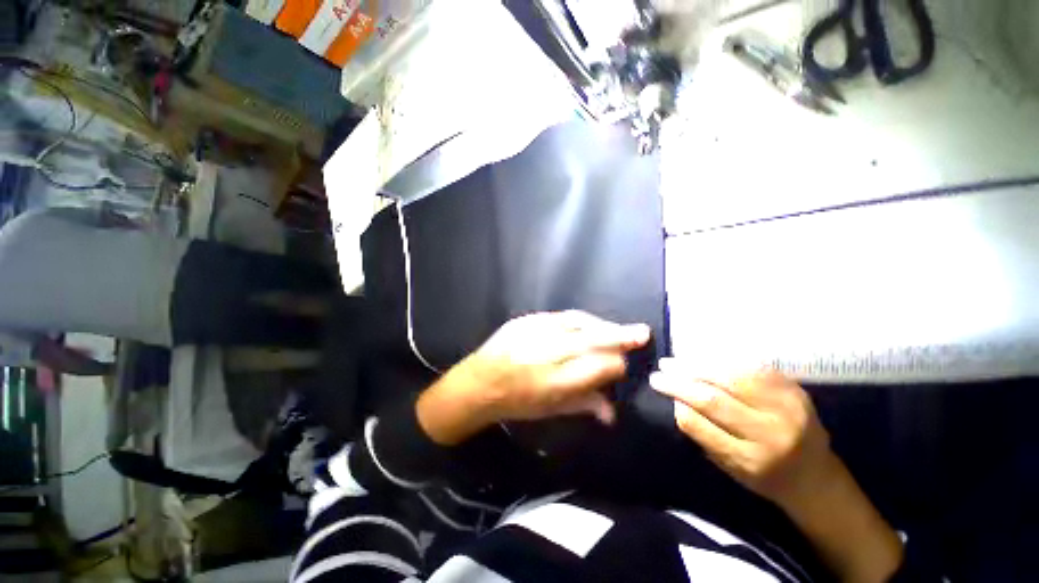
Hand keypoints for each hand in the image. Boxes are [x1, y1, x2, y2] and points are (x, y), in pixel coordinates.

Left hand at [417, 312, 650, 444]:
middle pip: (593, 339)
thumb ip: (584, 405)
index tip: (623, 365)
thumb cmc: (515, 402)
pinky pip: (561, 316)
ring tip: (617, 328)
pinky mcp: (527, 319)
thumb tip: (613, 412)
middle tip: (642, 332)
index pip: (600, 366)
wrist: (478, 383)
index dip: (616, 365)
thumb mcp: (550, 411)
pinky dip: (579, 321)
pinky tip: (587, 324)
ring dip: (602, 325)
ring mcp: (537, 331)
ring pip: (579, 322)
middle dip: (620, 336)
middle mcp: (549, 353)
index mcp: (557, 381)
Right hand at [652, 361, 904, 581]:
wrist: (817, 478)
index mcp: (750, 459)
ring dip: (697, 366)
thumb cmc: (767, 478)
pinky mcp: (795, 390)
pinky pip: (752, 368)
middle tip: (659, 372)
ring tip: (675, 361)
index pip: (701, 425)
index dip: (677, 403)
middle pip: (714, 399)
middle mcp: (770, 433)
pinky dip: (723, 360)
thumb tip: (678, 402)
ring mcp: (786, 407)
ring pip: (732, 377)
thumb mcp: (730, 468)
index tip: (659, 388)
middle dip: (679, 382)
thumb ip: (704, 436)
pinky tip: (704, 357)